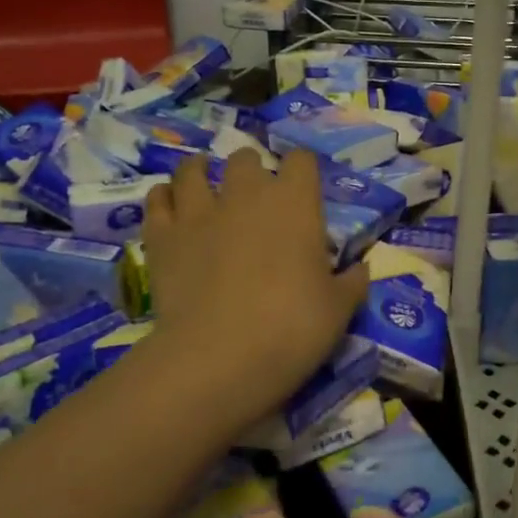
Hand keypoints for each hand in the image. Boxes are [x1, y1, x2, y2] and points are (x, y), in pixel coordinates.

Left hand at [141, 149, 368, 429]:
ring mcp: (198, 212)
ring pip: (192, 171)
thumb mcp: (339, 310)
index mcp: (295, 203)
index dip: (302, 169)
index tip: (304, 188)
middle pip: (246, 159)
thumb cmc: (293, 328)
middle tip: (254, 195)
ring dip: (201, 172)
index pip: (301, 160)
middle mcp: (246, 194)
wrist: (220, 357)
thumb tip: (361, 269)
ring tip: (204, 182)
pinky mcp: (162, 237)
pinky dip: (164, 198)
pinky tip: (169, 207)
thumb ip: (352, 283)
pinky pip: (157, 200)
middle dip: (252, 170)